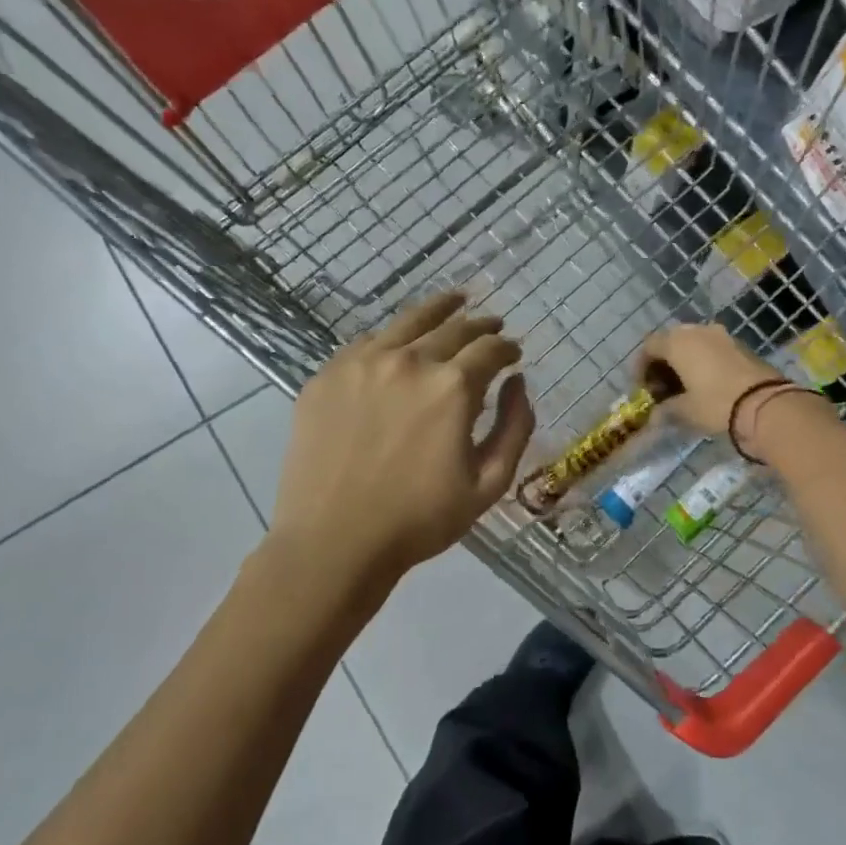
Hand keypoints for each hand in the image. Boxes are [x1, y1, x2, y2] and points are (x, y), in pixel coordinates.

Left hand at [269, 292, 535, 587]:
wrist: (334, 542)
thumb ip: (515, 427)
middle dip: (480, 326)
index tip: (514, 354)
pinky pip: (368, 342)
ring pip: (409, 321)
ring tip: (454, 302)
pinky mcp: (327, 375)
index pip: (490, 349)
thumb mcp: (489, 483)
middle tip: (492, 326)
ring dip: (439, 310)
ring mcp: (362, 363)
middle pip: (454, 327)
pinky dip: (393, 336)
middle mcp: (409, 361)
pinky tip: (400, 341)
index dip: (508, 349)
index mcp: (452, 387)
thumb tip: (518, 382)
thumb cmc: (420, 520)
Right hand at [639, 323, 781, 435]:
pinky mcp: (740, 345)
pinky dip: (703, 361)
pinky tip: (705, 383)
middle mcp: (697, 330)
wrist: (765, 403)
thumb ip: (666, 409)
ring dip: (684, 361)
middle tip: (662, 387)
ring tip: (684, 387)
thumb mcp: (685, 411)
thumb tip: (656, 413)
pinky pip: (712, 348)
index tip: (642, 388)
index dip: (641, 366)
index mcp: (677, 342)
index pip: (649, 346)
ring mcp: (721, 335)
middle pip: (671, 341)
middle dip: (663, 363)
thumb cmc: (716, 403)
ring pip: (693, 343)